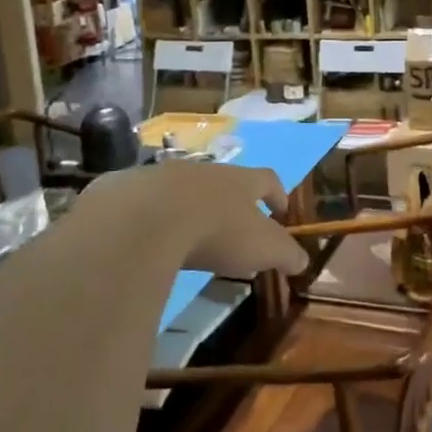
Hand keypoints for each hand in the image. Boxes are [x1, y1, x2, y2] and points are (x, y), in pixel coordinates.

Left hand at [78, 163, 307, 278]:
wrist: (145, 219)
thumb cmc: (215, 230)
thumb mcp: (261, 248)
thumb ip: (285, 254)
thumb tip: (303, 260)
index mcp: (240, 181)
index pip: (267, 180)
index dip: (277, 194)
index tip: (281, 210)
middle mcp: (205, 172)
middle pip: (225, 182)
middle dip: (231, 203)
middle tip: (234, 230)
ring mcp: (164, 176)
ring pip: (184, 189)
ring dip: (191, 208)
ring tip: (190, 237)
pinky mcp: (128, 189)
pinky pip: (144, 202)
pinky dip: (151, 218)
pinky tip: (147, 240)